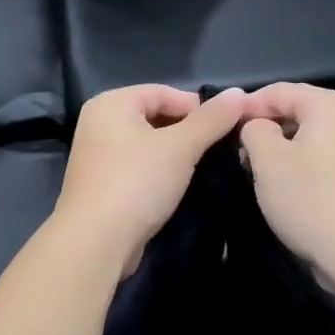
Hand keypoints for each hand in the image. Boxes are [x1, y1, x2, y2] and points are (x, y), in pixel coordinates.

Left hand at [55, 85, 247, 271]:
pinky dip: (159, 171)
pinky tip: (178, 185)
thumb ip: (211, 119)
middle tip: (217, 147)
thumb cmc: (137, 183)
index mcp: (110, 104)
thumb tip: (239, 92)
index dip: (196, 107)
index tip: (225, 127)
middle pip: (153, 116)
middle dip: (186, 130)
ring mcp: (97, 156)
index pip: (162, 92)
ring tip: (203, 165)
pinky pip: (138, 167)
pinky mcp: (102, 185)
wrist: (95, 242)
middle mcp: (98, 124)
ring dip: (175, 153)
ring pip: (147, 144)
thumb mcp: (181, 147)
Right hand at [239, 83, 334, 281]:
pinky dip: (294, 163)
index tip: (219, 127)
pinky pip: (316, 156)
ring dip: (275, 148)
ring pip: (304, 136)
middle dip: (261, 127)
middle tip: (232, 148)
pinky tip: (276, 184)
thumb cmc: (309, 198)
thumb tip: (256, 128)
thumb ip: (254, 130)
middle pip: (294, 110)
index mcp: (330, 105)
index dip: (245, 106)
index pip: (278, 91)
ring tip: (249, 167)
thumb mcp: (267, 158)